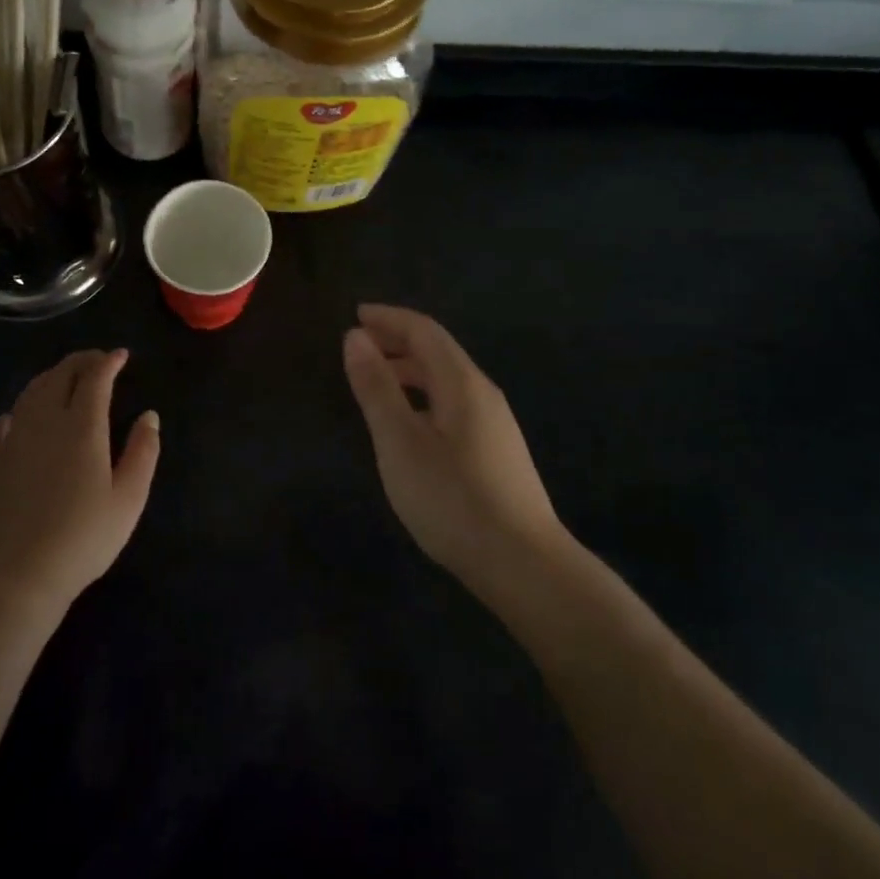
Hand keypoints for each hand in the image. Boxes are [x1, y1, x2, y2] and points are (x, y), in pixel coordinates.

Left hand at [0, 349, 159, 611]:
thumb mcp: (129, 498)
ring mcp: (14, 439)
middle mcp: (46, 422)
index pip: (95, 378)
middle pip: (60, 375)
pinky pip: (4, 422)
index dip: (109, 361)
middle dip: (81, 361)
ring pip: (31, 392)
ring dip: (51, 377)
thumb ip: (143, 451)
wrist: (21, 574)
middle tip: (98, 360)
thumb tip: (149, 416)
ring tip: (65, 378)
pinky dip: (19, 409)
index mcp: (83, 427)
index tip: (122, 356)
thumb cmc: (84, 537)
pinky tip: (21, 417)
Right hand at [342, 305, 565, 597]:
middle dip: (397, 341)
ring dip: (409, 371)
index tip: (355, 314)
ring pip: (446, 381)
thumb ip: (377, 388)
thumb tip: (355, 336)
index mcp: (462, 382)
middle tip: (358, 346)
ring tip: (375, 382)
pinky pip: (452, 404)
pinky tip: (409, 424)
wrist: (524, 564)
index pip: (424, 330)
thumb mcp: (401, 442)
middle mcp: (483, 393)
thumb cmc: (453, 499)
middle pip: (438, 352)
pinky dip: (423, 397)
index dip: (389, 318)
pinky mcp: (496, 452)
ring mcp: (495, 424)